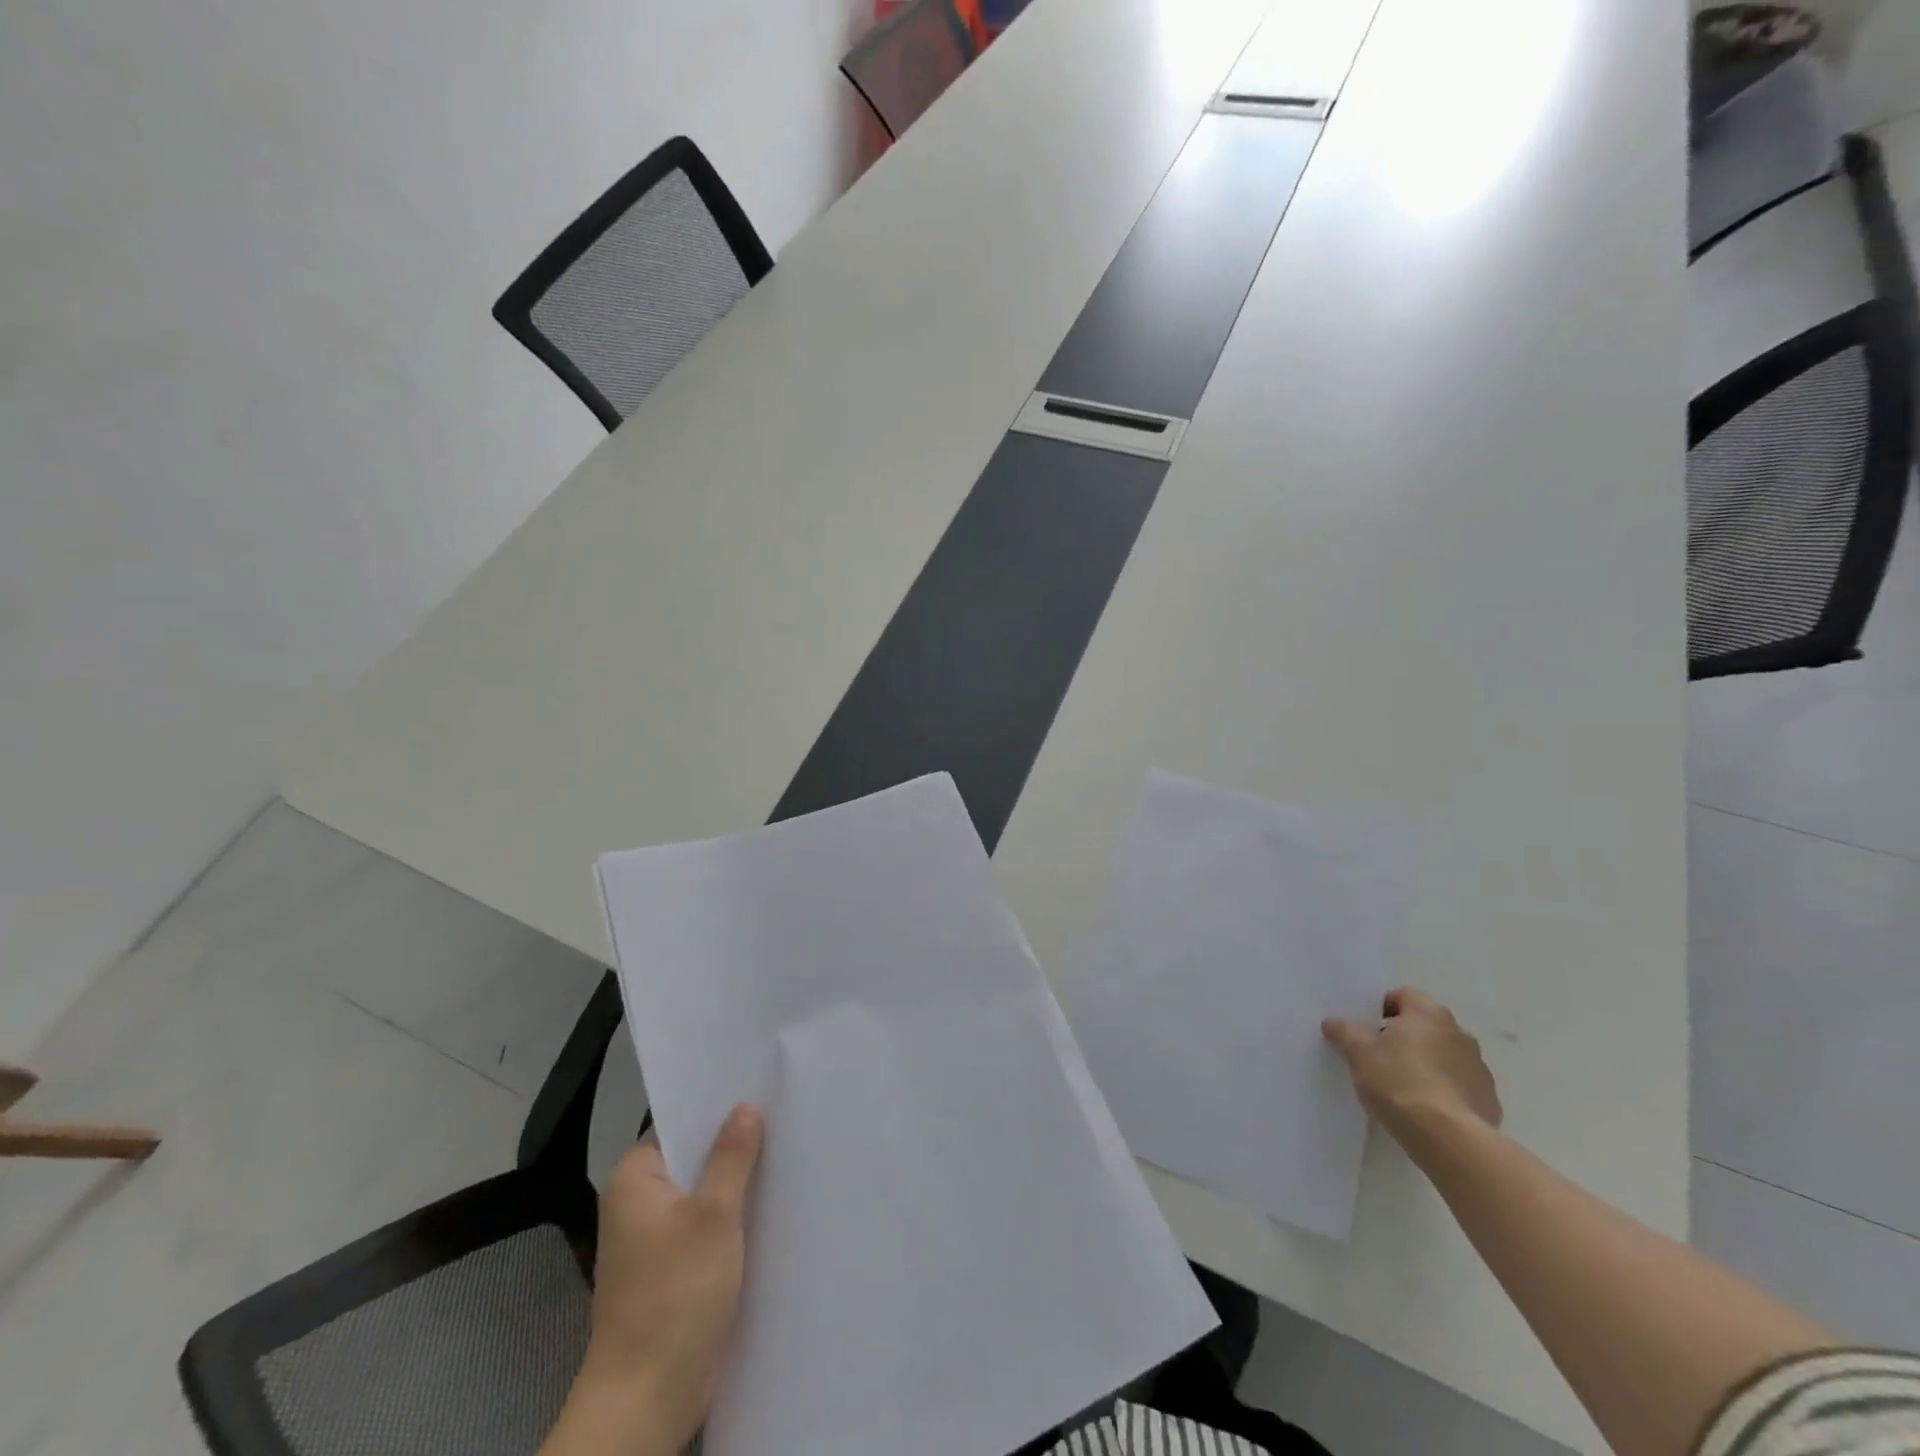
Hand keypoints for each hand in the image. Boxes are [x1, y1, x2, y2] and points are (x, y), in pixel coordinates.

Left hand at [559, 1104, 763, 1455]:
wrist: (648, 1399)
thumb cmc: (676, 1294)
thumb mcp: (714, 1215)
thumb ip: (732, 1156)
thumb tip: (747, 1106)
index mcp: (634, 1179)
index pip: (680, 1124)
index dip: (720, 1109)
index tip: (761, 1090)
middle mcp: (638, 1202)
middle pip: (694, 1158)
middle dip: (735, 1146)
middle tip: (784, 1118)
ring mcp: (654, 1238)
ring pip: (703, 1192)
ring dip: (737, 1183)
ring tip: (787, 1153)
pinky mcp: (672, 1268)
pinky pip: (705, 1224)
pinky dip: (732, 1216)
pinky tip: (770, 1204)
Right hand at [1322, 989, 1501, 1148]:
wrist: (1450, 1139)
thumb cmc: (1398, 1084)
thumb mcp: (1358, 1055)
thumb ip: (1345, 1033)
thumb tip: (1332, 1022)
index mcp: (1427, 1013)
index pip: (1402, 995)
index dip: (1382, 1009)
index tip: (1368, 1031)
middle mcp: (1458, 1032)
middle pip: (1425, 1025)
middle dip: (1405, 1037)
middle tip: (1381, 1058)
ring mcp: (1478, 1066)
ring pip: (1444, 1055)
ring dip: (1427, 1063)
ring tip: (1404, 1088)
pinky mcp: (1489, 1099)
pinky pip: (1460, 1085)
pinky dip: (1445, 1090)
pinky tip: (1427, 1110)